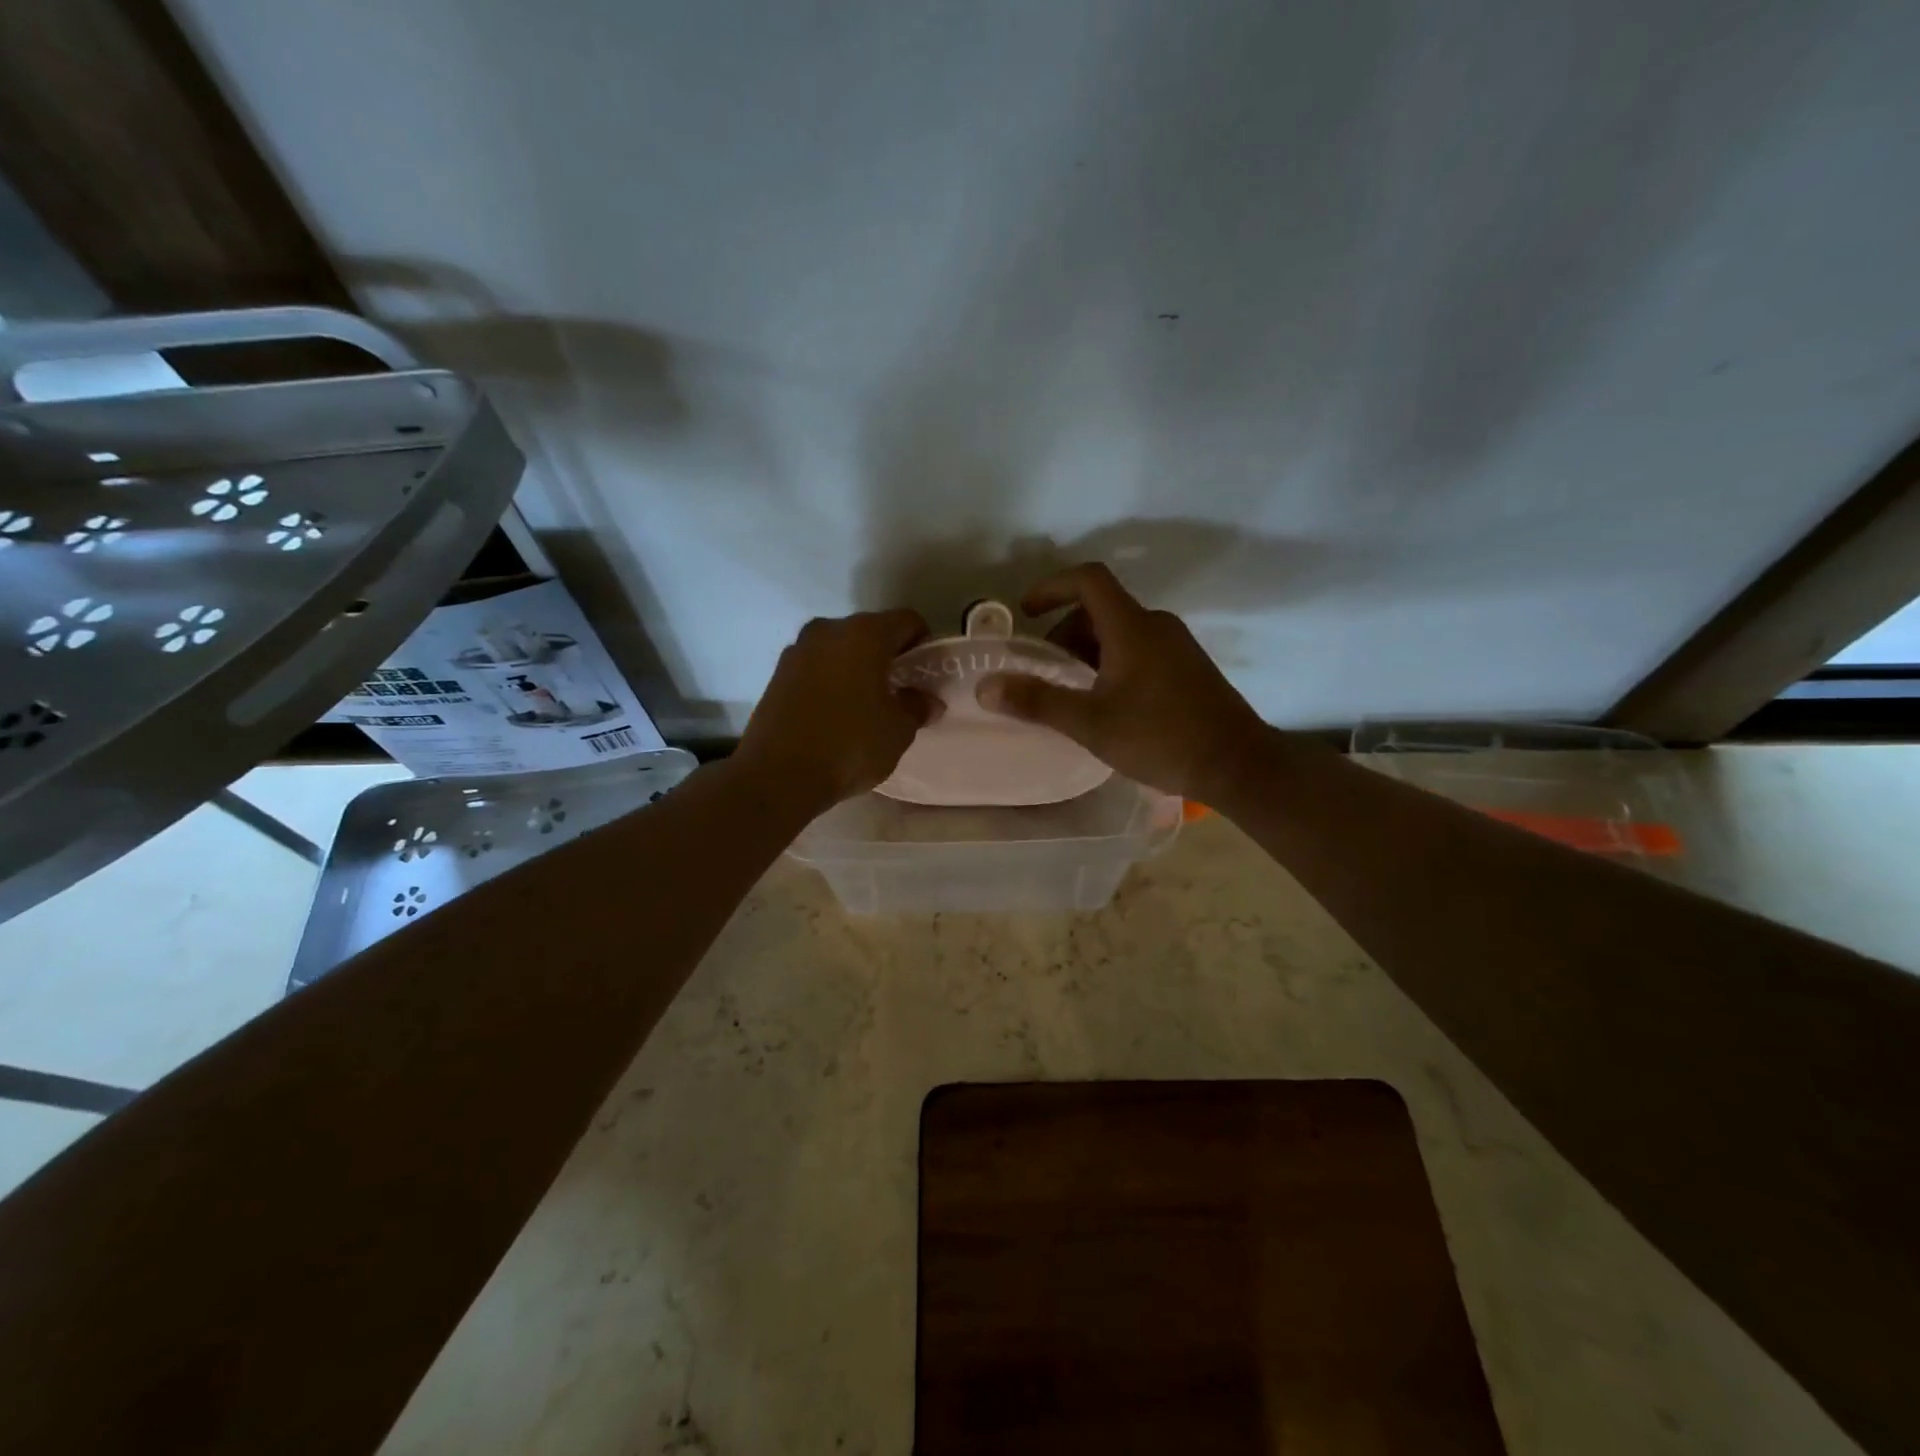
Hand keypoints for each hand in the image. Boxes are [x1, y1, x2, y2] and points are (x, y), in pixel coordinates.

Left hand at [736, 609, 932, 807]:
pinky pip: (816, 668)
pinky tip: (836, 714)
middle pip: (870, 632)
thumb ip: (917, 707)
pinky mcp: (776, 675)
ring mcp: (797, 651)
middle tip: (899, 691)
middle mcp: (828, 630)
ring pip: (839, 649)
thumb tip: (926, 701)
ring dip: (856, 668)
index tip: (926, 674)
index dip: (923, 644)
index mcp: (864, 634)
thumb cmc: (849, 745)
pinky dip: (831, 681)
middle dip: (887, 656)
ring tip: (866, 705)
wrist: (778, 776)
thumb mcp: (898, 731)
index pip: (907, 621)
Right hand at [975, 563, 1265, 800]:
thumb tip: (985, 687)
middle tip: (1045, 670)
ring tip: (1072, 691)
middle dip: (1065, 631)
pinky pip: (1141, 648)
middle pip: (1100, 608)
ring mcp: (1177, 645)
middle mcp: (1156, 625)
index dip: (1051, 587)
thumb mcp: (1090, 723)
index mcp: (1132, 626)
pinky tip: (1108, 702)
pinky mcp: (1189, 666)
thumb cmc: (1160, 737)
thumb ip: (1037, 701)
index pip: (1088, 580)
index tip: (1026, 612)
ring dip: (1088, 650)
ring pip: (1121, 631)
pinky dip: (1113, 661)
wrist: (1237, 764)